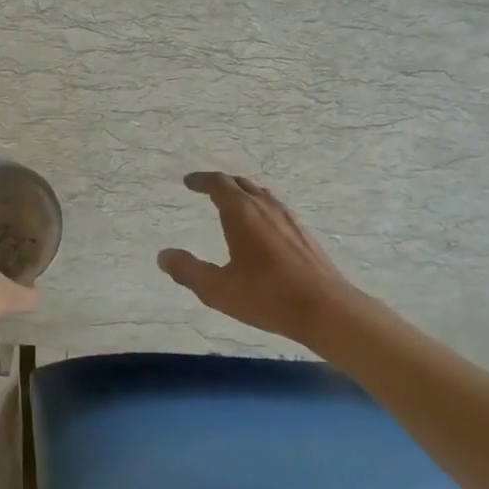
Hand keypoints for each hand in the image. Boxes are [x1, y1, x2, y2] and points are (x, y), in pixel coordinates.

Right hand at [157, 173, 364, 344]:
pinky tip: (260, 227)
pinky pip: (274, 207)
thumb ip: (188, 271)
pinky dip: (258, 206)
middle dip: (220, 183)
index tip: (188, 182)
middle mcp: (265, 207)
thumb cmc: (267, 296)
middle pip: (240, 184)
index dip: (201, 180)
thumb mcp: (218, 289)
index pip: (218, 184)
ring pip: (260, 194)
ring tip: (230, 204)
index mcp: (242, 213)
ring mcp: (287, 217)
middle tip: (205, 189)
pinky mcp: (302, 232)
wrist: (325, 308)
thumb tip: (164, 255)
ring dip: (242, 193)